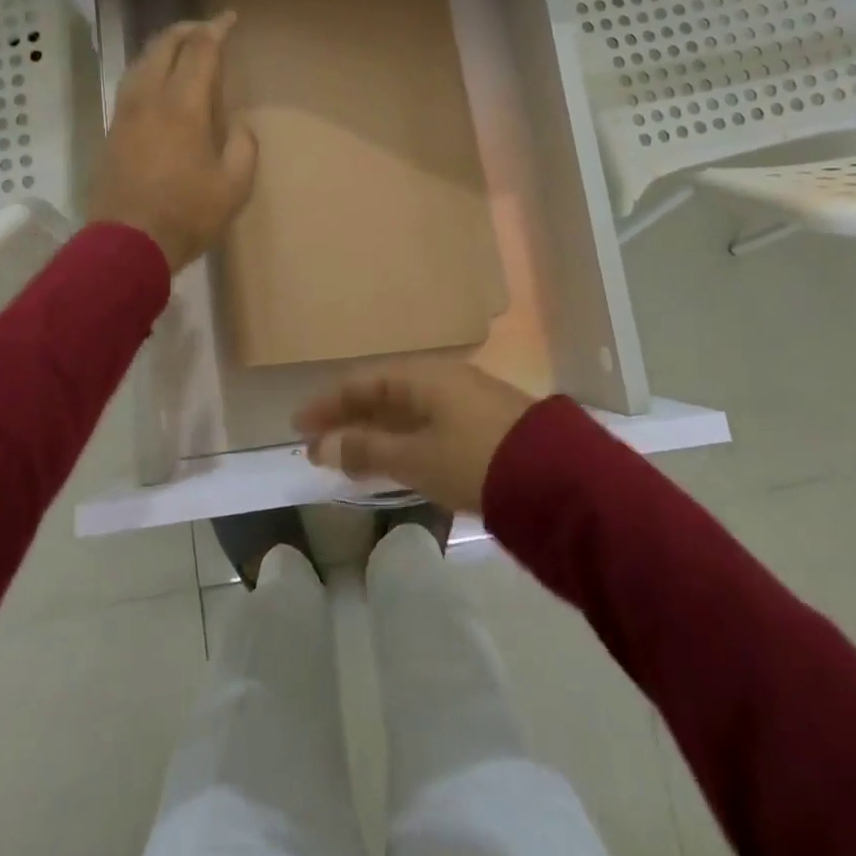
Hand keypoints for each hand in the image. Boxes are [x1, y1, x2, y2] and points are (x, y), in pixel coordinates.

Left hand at [88, 13, 257, 272]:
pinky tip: (158, 81)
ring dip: (163, 46)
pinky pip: (131, 83)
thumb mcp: (234, 187)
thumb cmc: (186, 215)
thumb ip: (242, 148)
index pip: (200, 51)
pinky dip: (148, 68)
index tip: (230, 18)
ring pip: (141, 62)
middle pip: (164, 46)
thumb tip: (236, 126)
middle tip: (207, 28)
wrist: (126, 245)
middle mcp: (149, 99)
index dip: (216, 29)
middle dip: (187, 29)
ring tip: (182, 49)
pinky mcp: (111, 131)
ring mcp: (124, 114)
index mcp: (182, 106)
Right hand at [294, 360, 535, 512]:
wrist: (555, 479)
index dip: (328, 404)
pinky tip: (394, 460)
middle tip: (319, 446)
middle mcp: (442, 379)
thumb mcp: (415, 457)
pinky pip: (427, 424)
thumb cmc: (474, 460)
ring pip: (406, 411)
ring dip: (375, 432)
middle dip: (349, 420)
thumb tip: (323, 446)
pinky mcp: (483, 424)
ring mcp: (465, 400)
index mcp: (422, 376)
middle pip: (383, 394)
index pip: (363, 383)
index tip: (299, 426)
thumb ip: (367, 449)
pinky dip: (402, 440)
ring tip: (349, 458)